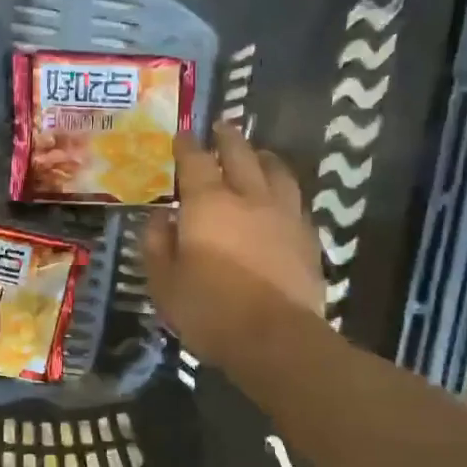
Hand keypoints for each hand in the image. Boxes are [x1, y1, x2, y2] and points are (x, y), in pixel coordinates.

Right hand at [145, 125, 326, 366]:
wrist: (276, 339)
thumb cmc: (210, 312)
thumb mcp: (164, 284)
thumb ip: (158, 245)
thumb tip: (160, 217)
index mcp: (208, 204)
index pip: (195, 161)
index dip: (187, 145)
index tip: (183, 134)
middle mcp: (249, 198)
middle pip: (241, 154)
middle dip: (228, 138)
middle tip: (222, 127)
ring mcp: (284, 215)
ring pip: (277, 171)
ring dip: (263, 157)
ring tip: (258, 155)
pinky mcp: (308, 237)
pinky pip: (295, 200)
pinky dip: (283, 190)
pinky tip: (280, 199)